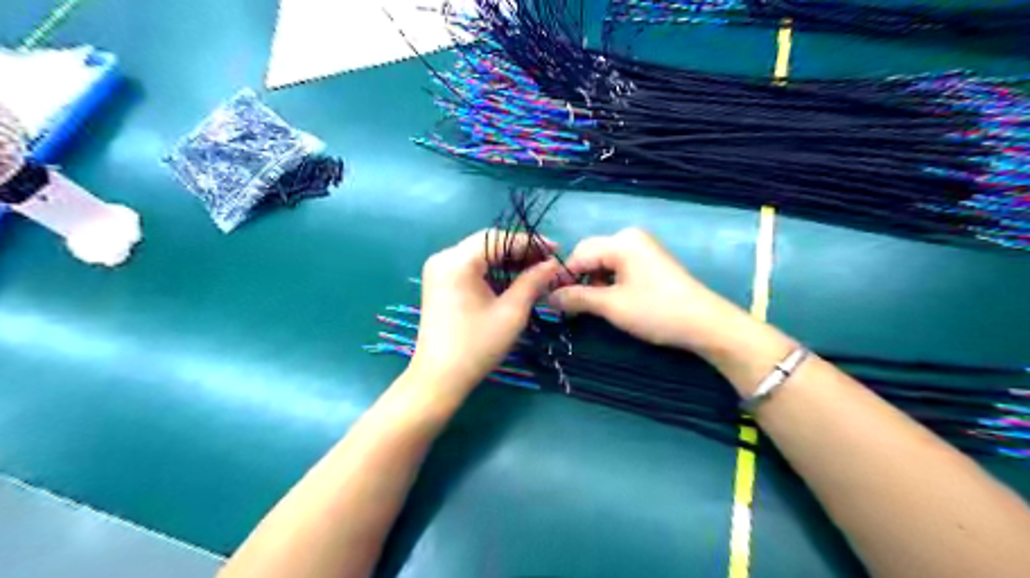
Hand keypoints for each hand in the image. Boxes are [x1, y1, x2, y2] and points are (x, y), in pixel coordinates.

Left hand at [408, 230, 559, 391]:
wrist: (439, 378)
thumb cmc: (477, 346)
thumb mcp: (511, 312)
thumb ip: (533, 282)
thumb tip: (552, 264)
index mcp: (457, 261)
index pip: (498, 238)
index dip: (529, 242)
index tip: (556, 250)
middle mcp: (443, 258)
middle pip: (488, 243)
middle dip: (520, 251)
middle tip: (548, 261)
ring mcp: (439, 270)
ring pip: (480, 255)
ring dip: (508, 261)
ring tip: (537, 270)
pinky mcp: (440, 282)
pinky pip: (471, 267)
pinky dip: (493, 271)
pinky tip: (514, 279)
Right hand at [546, 227, 752, 353]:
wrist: (704, 323)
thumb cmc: (655, 311)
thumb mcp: (611, 306)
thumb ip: (577, 298)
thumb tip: (548, 298)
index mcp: (621, 241)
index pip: (578, 255)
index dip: (561, 278)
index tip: (549, 301)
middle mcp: (630, 237)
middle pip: (590, 254)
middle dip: (577, 278)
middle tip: (567, 306)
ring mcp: (642, 247)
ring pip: (603, 261)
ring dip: (592, 281)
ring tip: (588, 306)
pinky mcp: (650, 260)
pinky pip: (618, 265)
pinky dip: (608, 281)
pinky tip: (608, 299)